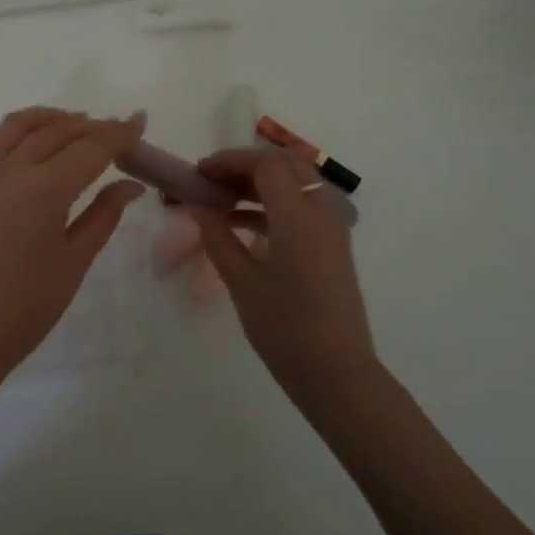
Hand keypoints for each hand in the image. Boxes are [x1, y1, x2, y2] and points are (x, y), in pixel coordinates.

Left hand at [0, 108, 146, 383]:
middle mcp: (10, 170)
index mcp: (44, 189)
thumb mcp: (74, 262)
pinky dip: (22, 132)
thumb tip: (131, 186)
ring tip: (77, 124)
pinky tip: (35, 146)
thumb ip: (104, 216)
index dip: (119, 133)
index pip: (90, 147)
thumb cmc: (24, 308)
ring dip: (53, 118)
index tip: (140, 122)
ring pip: (20, 126)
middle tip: (118, 132)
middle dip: (92, 125)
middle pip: (57, 130)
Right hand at [190, 149, 381, 414]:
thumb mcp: (242, 282)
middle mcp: (321, 212)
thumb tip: (197, 207)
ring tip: (219, 199)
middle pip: (285, 164)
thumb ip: (217, 237)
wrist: (337, 373)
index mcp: (298, 217)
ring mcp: (331, 228)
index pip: (265, 164)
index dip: (229, 161)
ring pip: (297, 182)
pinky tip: (240, 223)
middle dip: (246, 164)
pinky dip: (272, 204)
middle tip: (211, 180)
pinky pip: (302, 207)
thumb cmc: (284, 329)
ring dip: (259, 182)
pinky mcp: (332, 245)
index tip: (198, 174)